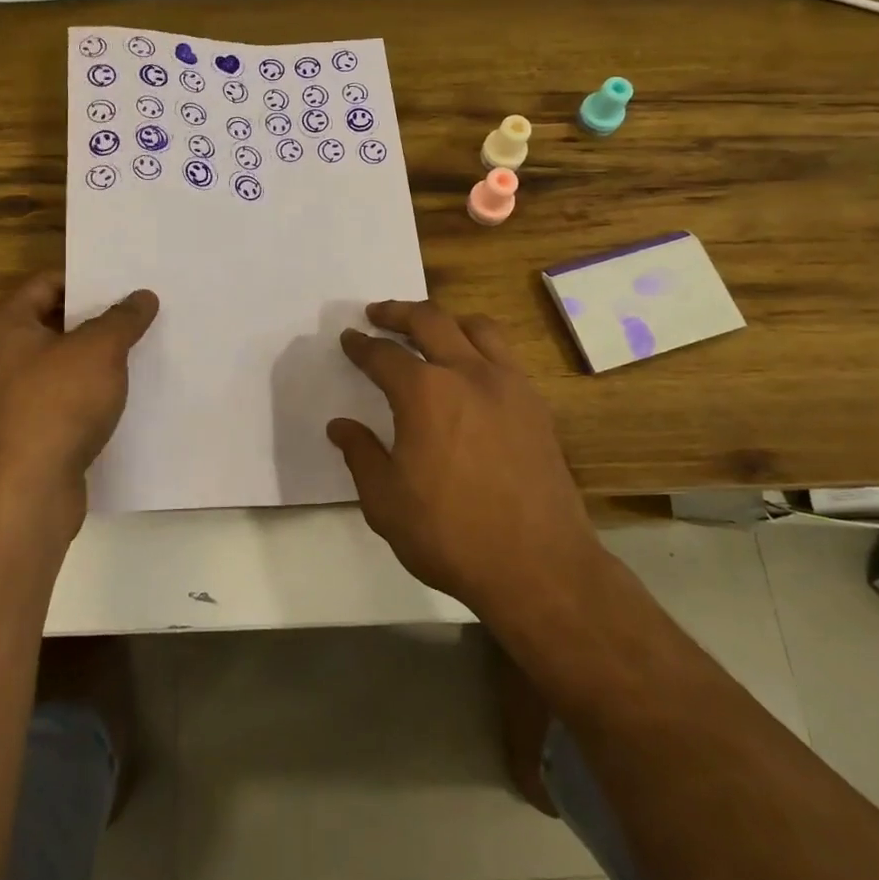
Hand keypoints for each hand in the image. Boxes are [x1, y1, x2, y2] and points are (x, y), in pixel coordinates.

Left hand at [0, 272, 158, 536]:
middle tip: (141, 313)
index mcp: (0, 324)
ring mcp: (4, 397)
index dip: (89, 280)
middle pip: (53, 322)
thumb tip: (142, 296)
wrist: (24, 494)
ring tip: (140, 349)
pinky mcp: (21, 431)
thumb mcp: (99, 350)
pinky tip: (122, 394)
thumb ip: (122, 318)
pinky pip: (58, 398)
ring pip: (58, 363)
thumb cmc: (55, 405)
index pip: (48, 283)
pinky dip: (86, 393)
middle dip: (97, 320)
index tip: (129, 283)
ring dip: (94, 359)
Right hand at [328, 300, 599, 615]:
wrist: (539, 567)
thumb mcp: (385, 502)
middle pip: (430, 320)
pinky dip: (479, 346)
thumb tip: (340, 426)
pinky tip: (471, 369)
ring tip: (429, 329)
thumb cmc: (451, 535)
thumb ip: (361, 455)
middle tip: (377, 314)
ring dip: (445, 320)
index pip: (383, 355)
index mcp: (424, 394)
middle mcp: (467, 374)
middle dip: (397, 312)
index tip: (349, 338)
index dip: (361, 345)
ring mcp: (508, 385)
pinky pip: (505, 354)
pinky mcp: (535, 405)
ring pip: (476, 327)